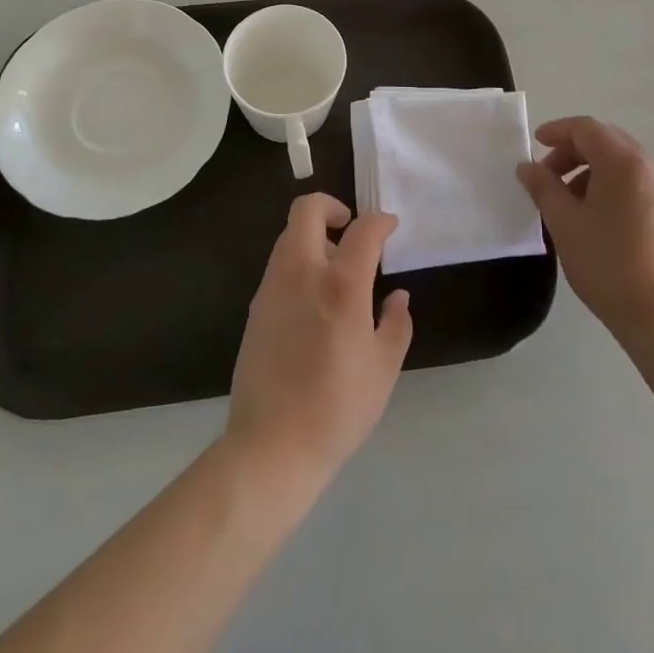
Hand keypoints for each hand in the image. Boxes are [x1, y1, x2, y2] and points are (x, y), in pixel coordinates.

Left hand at [225, 194, 412, 495]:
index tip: (391, 227)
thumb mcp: (383, 369)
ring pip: (289, 235)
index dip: (381, 221)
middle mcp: (302, 272)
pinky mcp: (256, 306)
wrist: (272, 445)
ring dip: (314, 237)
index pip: (362, 230)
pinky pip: (279, 265)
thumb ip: (396, 324)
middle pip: (307, 210)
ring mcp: (272, 287)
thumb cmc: (338, 408)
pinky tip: (315, 301)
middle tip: (351, 231)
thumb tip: (398, 296)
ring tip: (337, 271)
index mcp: (340, 284)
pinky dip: (299, 263)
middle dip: (331, 207)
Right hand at [517, 116, 653, 352]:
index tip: (536, 145)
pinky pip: (643, 186)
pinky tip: (603, 221)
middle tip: (549, 176)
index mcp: (626, 163)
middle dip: (575, 152)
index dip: (558, 131)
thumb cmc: (608, 265)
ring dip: (595, 172)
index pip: (587, 128)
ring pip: (627, 165)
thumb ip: (543, 187)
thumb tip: (528, 167)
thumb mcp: (565, 223)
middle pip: (609, 142)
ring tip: (573, 204)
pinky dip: (617, 189)